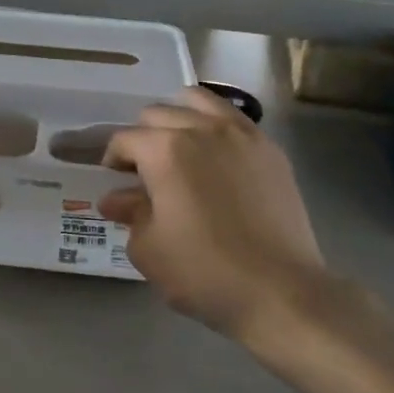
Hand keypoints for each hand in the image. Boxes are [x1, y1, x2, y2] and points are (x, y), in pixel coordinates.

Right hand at [98, 88, 353, 344]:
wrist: (280, 290)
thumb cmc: (203, 272)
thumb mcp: (149, 249)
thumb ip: (130, 214)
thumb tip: (116, 199)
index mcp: (164, 150)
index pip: (125, 139)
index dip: (113, 159)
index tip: (115, 182)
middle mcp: (201, 129)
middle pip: (158, 114)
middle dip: (143, 138)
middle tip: (145, 171)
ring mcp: (240, 134)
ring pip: (199, 102)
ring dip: (180, 117)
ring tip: (180, 148)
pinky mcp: (269, 149)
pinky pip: (234, 119)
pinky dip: (215, 126)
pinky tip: (216, 156)